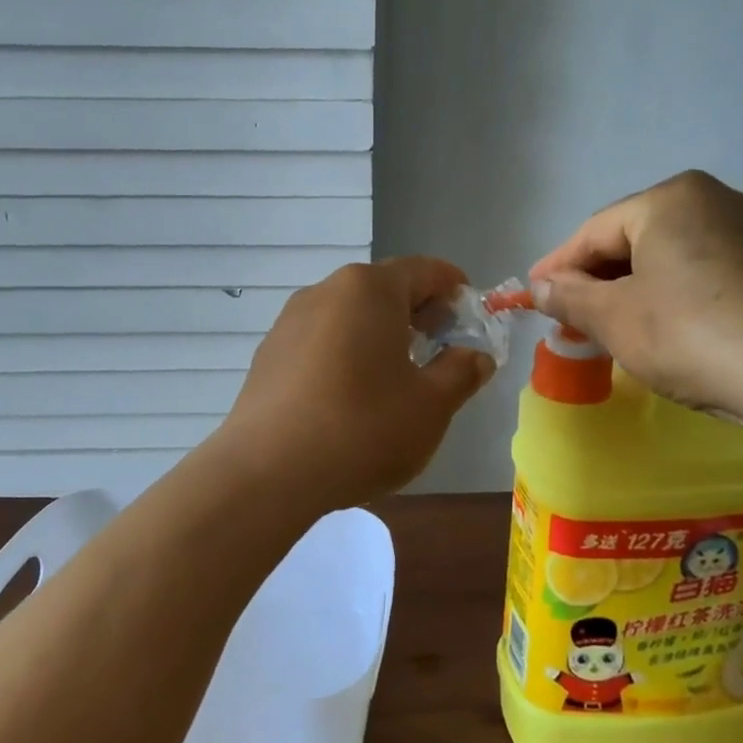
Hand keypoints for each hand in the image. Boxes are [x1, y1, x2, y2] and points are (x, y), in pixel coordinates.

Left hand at [212, 258, 494, 513]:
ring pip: (349, 315)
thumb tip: (475, 356)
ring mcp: (290, 321)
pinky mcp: (269, 353)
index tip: (471, 316)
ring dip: (380, 334)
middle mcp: (326, 291)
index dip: (454, 289)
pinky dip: (346, 353)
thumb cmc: (362, 429)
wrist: (267, 472)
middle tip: (440, 349)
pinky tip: (350, 396)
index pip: (425, 270)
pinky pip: (321, 340)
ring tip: (396, 376)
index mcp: (370, 289)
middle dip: (418, 312)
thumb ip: (461, 372)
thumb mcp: (431, 406)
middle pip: (384, 289)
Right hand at [528, 171, 742, 424]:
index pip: (595, 231)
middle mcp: (717, 200)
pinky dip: (678, 295)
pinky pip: (710, 272)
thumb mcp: (615, 318)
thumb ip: (569, 298)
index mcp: (671, 198)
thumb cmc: (691, 335)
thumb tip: (539, 288)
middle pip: (636, 239)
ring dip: (638, 288)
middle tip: (573, 317)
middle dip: (599, 279)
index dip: (557, 267)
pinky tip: (672, 329)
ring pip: (674, 256)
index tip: (531, 296)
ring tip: (618, 327)